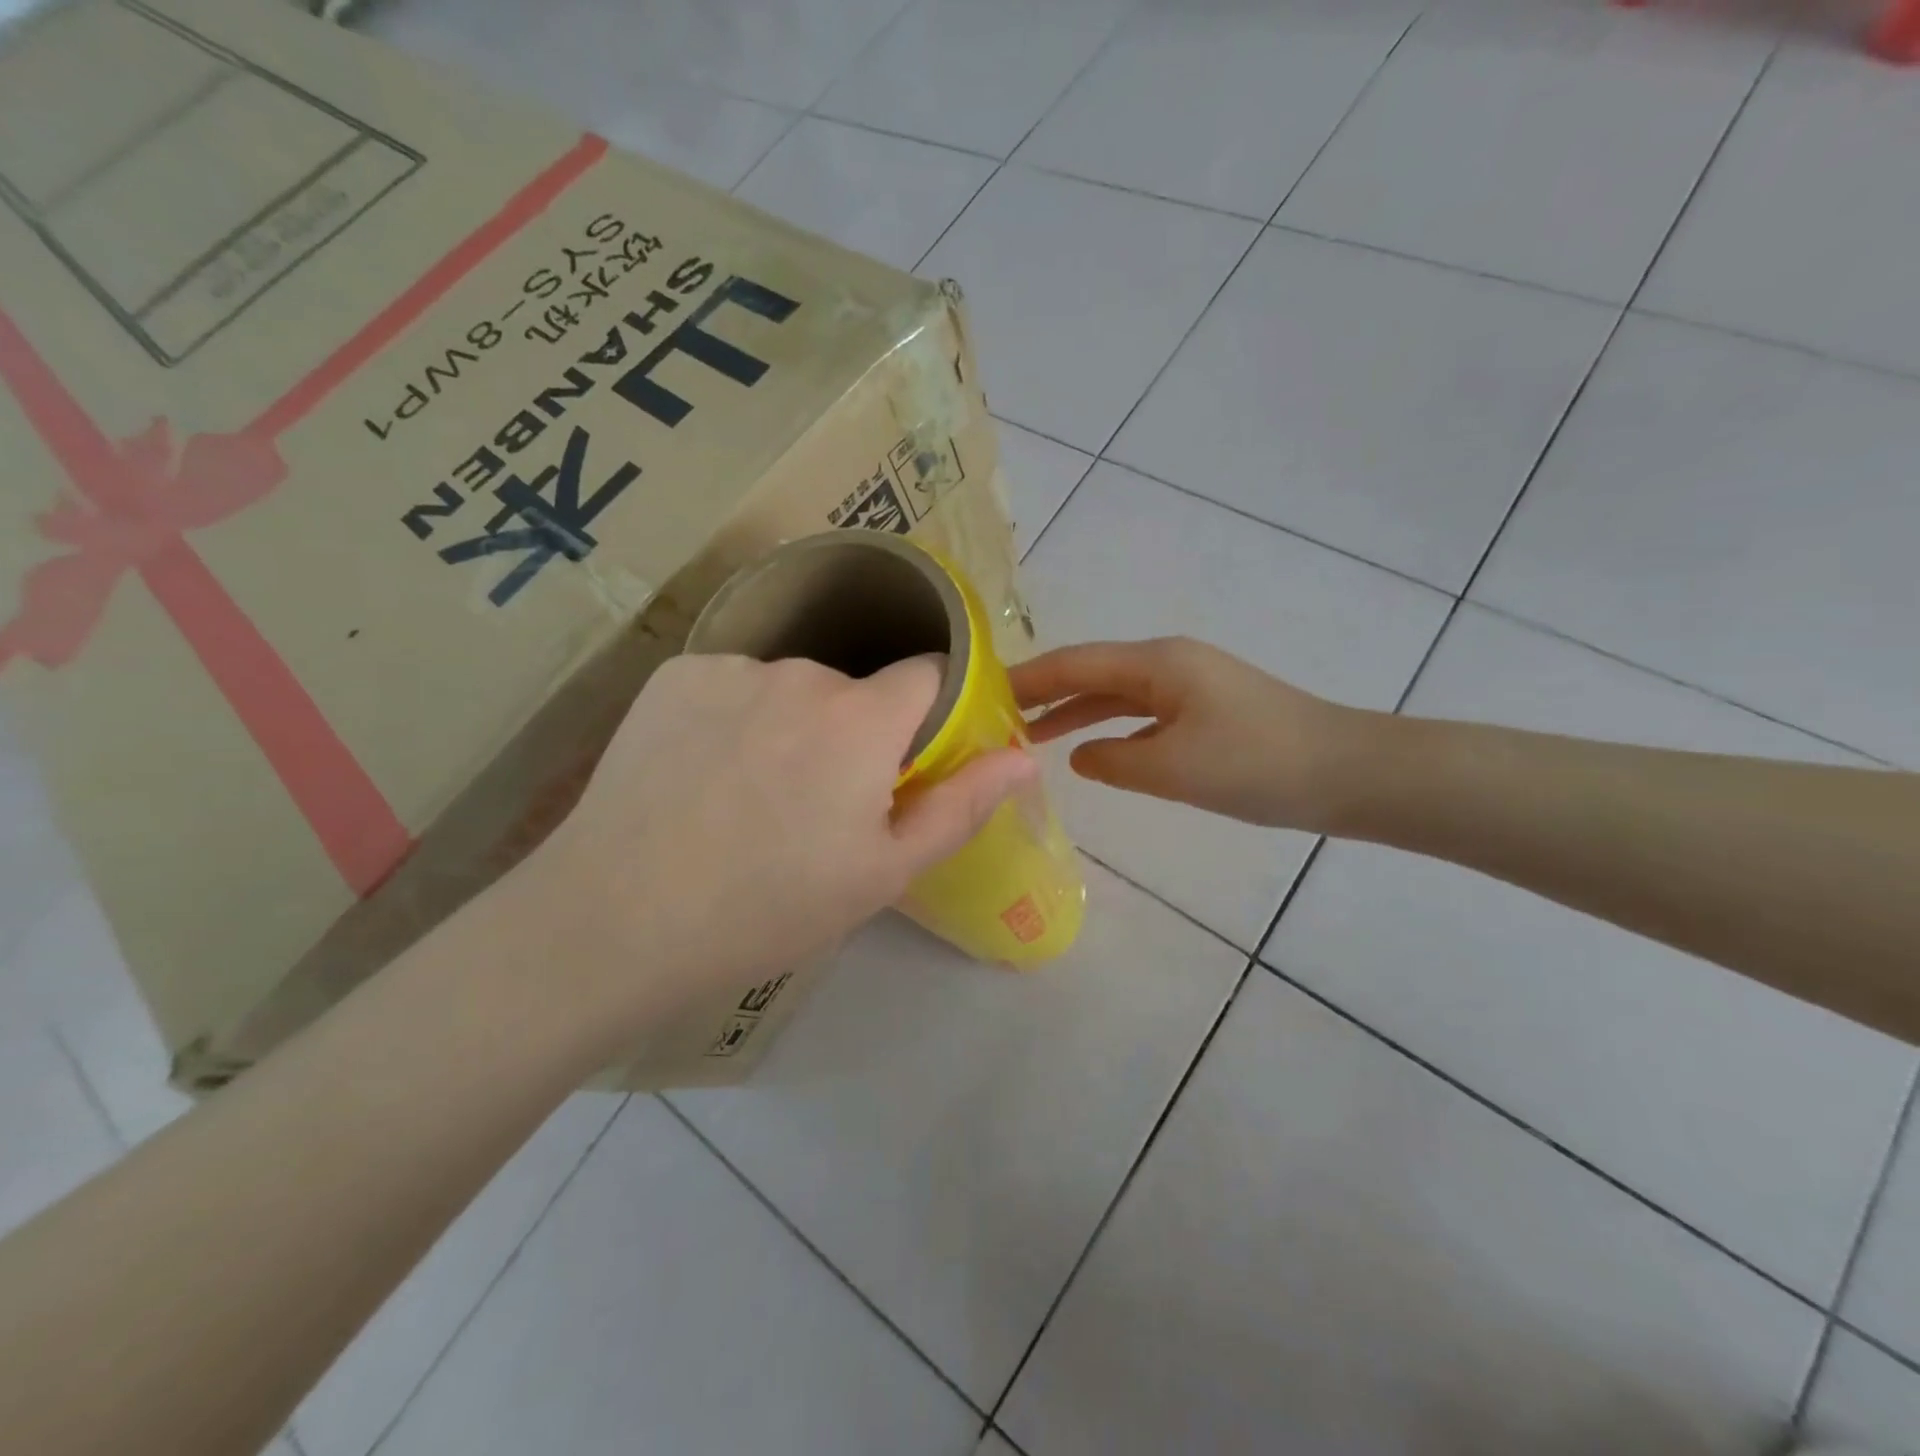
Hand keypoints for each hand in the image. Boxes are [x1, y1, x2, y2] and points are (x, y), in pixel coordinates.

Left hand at [519, 653, 1036, 1033]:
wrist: (617, 918)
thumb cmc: (769, 906)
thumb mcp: (883, 873)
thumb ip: (962, 806)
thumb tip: (1025, 757)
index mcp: (863, 717)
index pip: (928, 673)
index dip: (928, 714)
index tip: (907, 762)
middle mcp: (803, 673)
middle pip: (855, 689)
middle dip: (855, 733)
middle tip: (818, 807)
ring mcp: (731, 668)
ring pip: (791, 688)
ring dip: (792, 725)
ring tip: (751, 797)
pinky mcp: (674, 676)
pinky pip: (731, 686)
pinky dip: (733, 717)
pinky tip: (702, 773)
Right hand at [1011, 637, 1365, 831]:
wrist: (1348, 772)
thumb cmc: (1256, 765)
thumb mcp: (1172, 768)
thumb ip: (1113, 761)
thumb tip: (1080, 756)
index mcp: (1157, 663)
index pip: (1074, 663)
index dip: (1027, 679)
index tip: (984, 695)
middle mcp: (1169, 662)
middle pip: (1092, 672)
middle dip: (1046, 694)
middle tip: (999, 718)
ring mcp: (1191, 684)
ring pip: (1117, 694)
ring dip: (1077, 712)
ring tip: (1034, 736)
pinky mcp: (1207, 709)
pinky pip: (1143, 712)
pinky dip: (1111, 726)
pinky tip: (1095, 748)